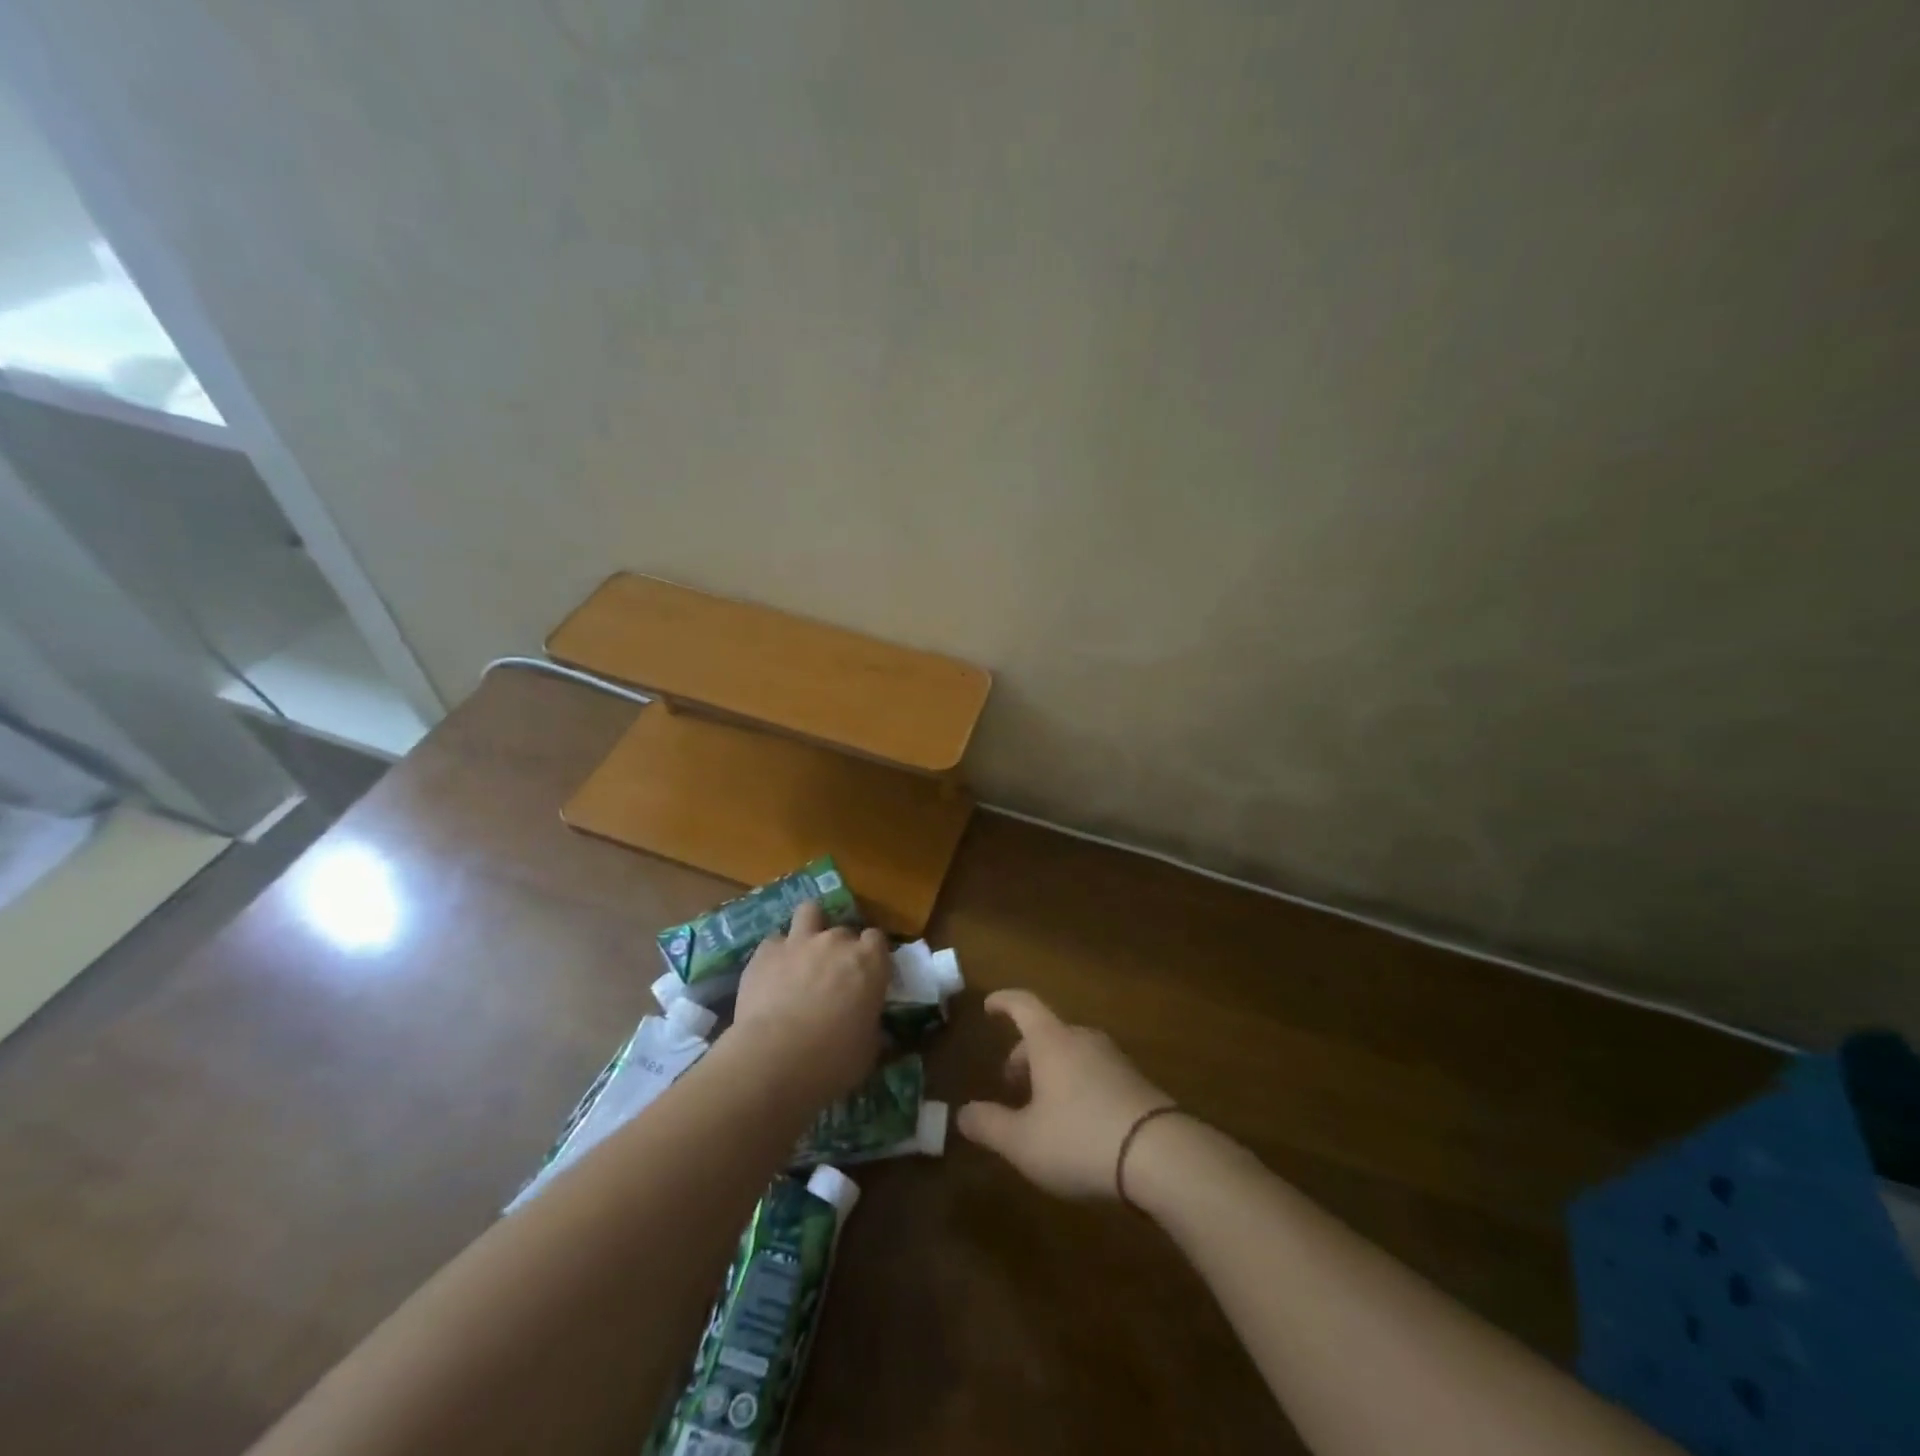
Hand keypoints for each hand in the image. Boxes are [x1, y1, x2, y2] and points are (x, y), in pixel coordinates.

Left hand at [730, 901, 889, 1107]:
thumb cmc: (833, 1060)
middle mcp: (837, 941)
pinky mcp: (765, 952)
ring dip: (810, 926)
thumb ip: (871, 1026)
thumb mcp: (868, 1049)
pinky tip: (772, 974)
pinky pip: (774, 941)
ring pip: (809, 911)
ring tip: (804, 950)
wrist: (774, 1060)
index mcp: (869, 962)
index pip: (877, 939)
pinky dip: (776, 953)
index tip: (867, 974)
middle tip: (833, 975)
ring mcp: (799, 941)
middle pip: (844, 930)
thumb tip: (871, 1027)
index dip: (871, 955)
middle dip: (840, 948)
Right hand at [956, 989, 1174, 1198]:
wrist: (1162, 1156)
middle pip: (1048, 1033)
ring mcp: (1114, 1060)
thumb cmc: (1080, 1139)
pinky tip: (1078, 1122)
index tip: (989, 1006)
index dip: (1004, 1002)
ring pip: (1073, 1053)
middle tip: (1011, 1083)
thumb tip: (961, 1114)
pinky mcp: (1137, 1084)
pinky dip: (1078, 1084)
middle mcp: (1083, 1040)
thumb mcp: (1023, 1142)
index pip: (1023, 1005)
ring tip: (1042, 1107)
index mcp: (1052, 1042)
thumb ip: (988, 1125)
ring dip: (1052, 1071)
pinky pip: (1096, 1072)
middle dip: (1025, 1053)